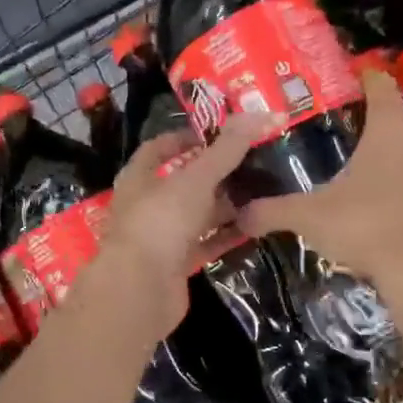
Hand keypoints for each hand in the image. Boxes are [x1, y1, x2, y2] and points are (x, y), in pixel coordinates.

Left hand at [92, 114, 275, 335]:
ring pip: (196, 215)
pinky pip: (205, 244)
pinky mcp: (175, 265)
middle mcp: (146, 205)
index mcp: (139, 177)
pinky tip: (255, 226)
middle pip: (182, 182)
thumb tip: (263, 113)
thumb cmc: (161, 222)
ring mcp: (160, 237)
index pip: (159, 148)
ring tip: (260, 192)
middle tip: (252, 162)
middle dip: (214, 173)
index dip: (186, 137)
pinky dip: (226, 236)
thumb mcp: (196, 178)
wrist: (140, 289)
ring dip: (223, 205)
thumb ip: (228, 149)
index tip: (219, 134)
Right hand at [237, 70, 402, 290]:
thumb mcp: (309, 219)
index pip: (382, 90)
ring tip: (388, 195)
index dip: (370, 80)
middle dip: (386, 137)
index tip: (362, 77)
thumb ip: (272, 212)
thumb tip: (239, 214)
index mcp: (388, 136)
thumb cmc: (364, 229)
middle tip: (363, 153)